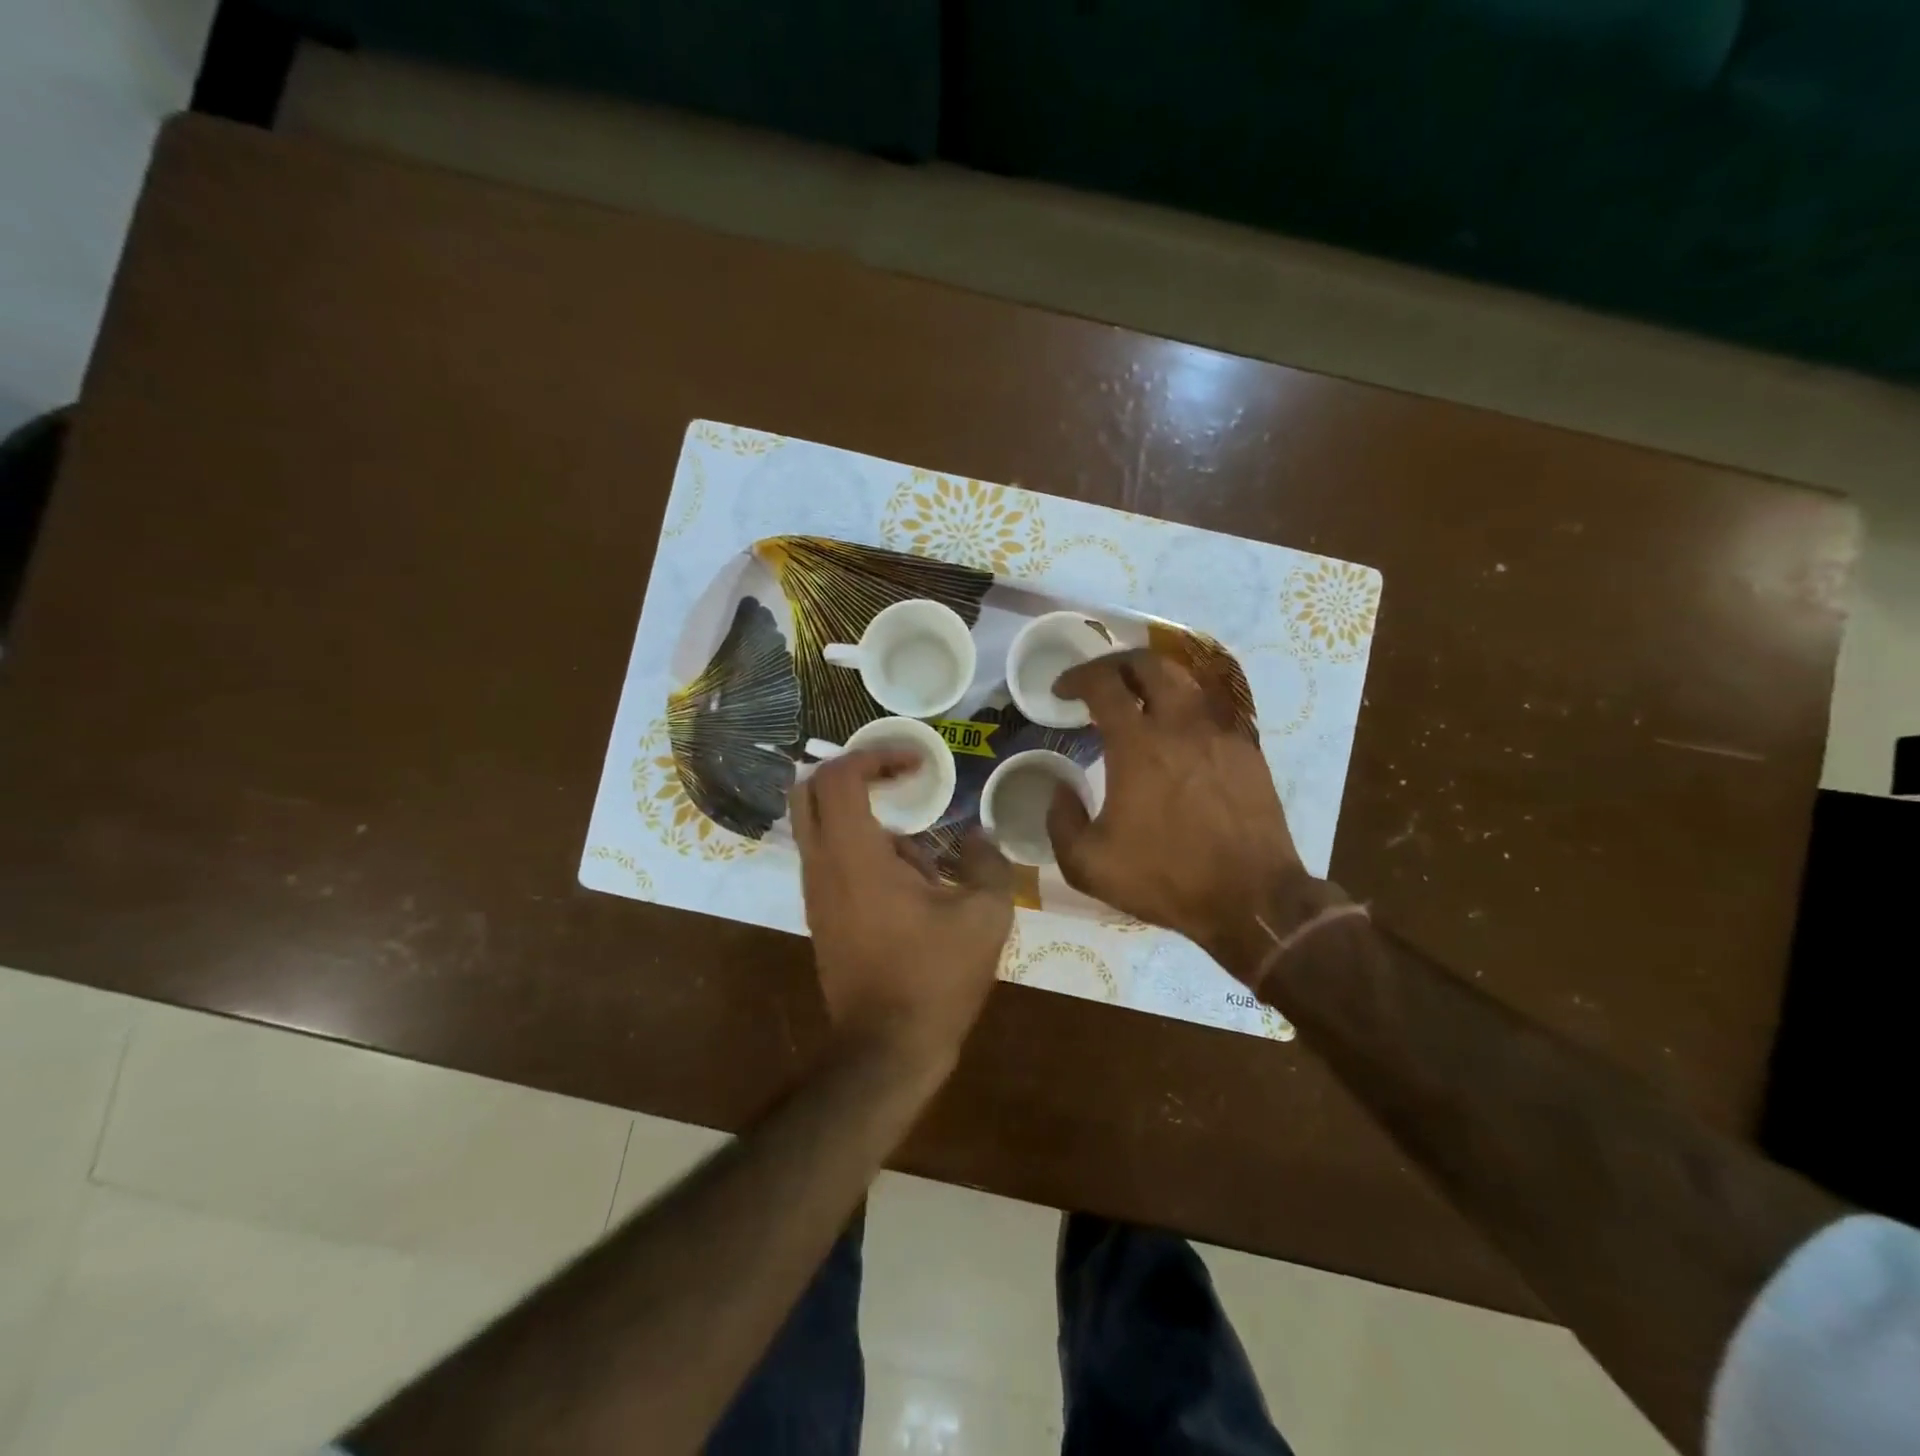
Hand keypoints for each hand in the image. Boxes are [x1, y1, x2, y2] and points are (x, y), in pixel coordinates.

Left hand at [791, 749, 1014, 1072]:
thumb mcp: (985, 915)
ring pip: (818, 826)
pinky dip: (860, 847)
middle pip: (809, 791)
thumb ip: (988, 862)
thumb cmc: (936, 978)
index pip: (839, 776)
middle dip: (853, 772)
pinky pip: (830, 858)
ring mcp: (815, 892)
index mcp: (853, 855)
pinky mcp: (820, 915)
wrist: (888, 1049)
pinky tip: (911, 881)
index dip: (876, 755)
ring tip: (920, 848)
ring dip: (862, 815)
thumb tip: (978, 835)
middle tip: (899, 778)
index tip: (917, 762)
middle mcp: (822, 865)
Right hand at [1047, 649, 1326, 976]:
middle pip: (1148, 664)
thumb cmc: (1166, 878)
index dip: (1077, 677)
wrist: (1251, 899)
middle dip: (1116, 664)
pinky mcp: (1246, 750)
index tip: (1062, 690)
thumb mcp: (1088, 865)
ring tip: (1137, 698)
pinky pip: (1211, 710)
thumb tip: (1060, 788)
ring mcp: (1219, 733)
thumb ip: (1061, 821)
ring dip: (1153, 679)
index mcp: (1138, 745)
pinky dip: (1184, 707)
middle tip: (1099, 682)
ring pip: (1185, 680)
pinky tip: (1177, 732)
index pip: (1103, 684)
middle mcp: (1180, 725)